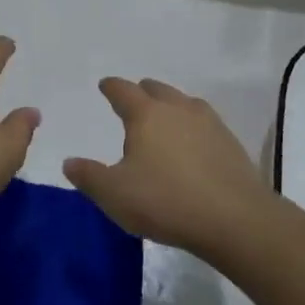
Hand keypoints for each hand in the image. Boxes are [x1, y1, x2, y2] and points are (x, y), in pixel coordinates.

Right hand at [63, 78, 276, 253]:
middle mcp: (178, 109)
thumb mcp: (115, 194)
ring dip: (170, 106)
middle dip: (142, 92)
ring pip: (183, 102)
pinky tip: (192, 144)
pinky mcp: (229, 142)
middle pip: (156, 89)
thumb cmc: (166, 201)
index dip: (111, 87)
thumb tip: (69, 162)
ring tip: (163, 120)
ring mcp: (208, 123)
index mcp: (146, 114)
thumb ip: (89, 176)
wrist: (234, 219)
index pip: (123, 90)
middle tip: (133, 101)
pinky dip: (191, 126)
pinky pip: (204, 122)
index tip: (105, 85)